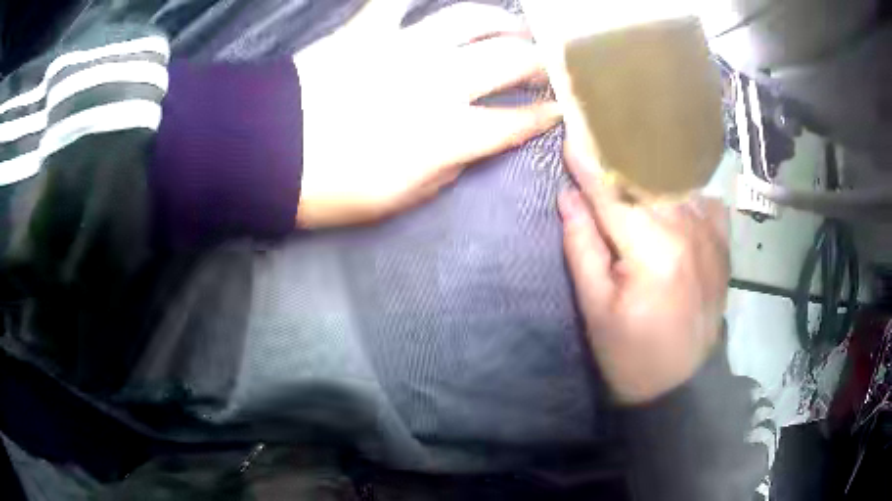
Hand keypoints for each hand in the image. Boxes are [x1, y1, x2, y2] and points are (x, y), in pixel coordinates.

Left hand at [293, 4, 560, 227]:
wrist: (271, 154)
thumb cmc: (333, 189)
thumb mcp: (401, 198)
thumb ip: (446, 169)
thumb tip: (467, 146)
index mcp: (450, 133)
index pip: (516, 121)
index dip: (544, 116)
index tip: (558, 110)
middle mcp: (441, 82)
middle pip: (511, 60)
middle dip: (540, 62)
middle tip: (548, 64)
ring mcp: (405, 48)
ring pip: (472, 18)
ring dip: (504, 20)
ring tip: (515, 25)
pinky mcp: (368, 31)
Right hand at [558, 144, 729, 403]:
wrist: (683, 385)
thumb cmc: (631, 355)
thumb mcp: (596, 309)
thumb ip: (582, 247)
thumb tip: (568, 197)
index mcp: (653, 251)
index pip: (612, 192)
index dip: (587, 161)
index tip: (569, 129)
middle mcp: (688, 231)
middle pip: (647, 177)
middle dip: (617, 152)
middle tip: (595, 128)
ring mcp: (711, 235)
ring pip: (676, 182)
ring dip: (649, 164)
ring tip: (627, 147)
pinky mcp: (722, 244)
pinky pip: (703, 198)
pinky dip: (683, 187)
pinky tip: (671, 189)